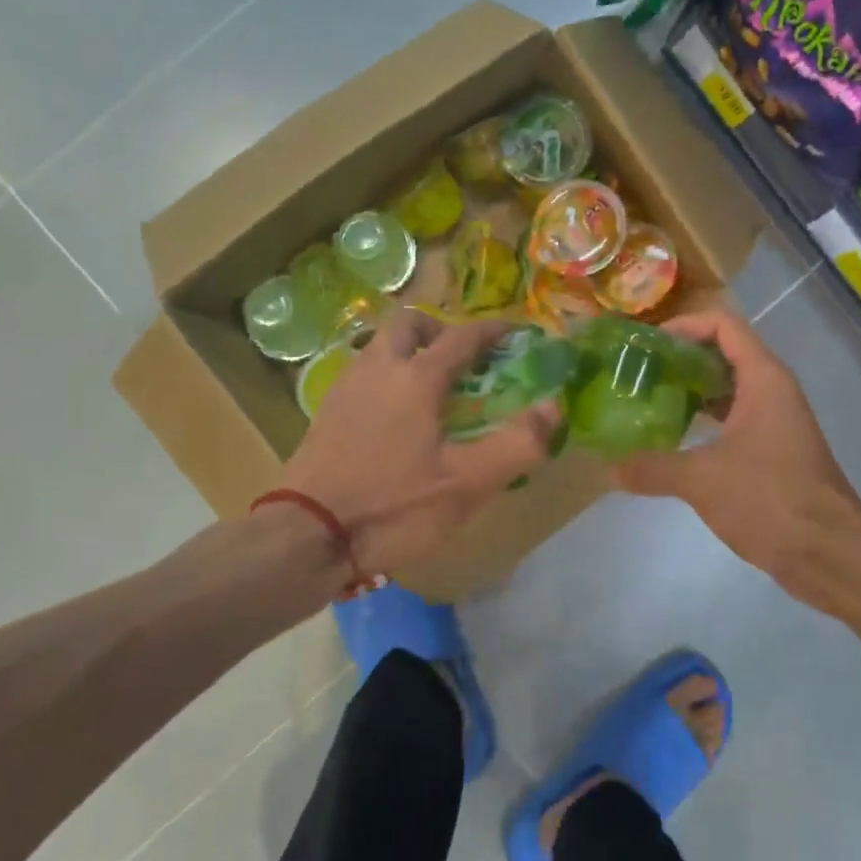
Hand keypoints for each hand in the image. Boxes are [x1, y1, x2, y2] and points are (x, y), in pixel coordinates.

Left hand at [280, 311, 561, 575]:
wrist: (306, 537)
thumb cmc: (393, 508)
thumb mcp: (466, 484)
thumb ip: (516, 444)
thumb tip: (554, 407)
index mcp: (415, 378)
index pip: (461, 337)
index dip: (493, 331)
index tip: (516, 333)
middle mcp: (377, 369)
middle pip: (408, 323)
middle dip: (440, 330)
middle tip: (462, 360)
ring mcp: (346, 388)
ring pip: (380, 347)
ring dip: (410, 351)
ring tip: (433, 389)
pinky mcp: (326, 413)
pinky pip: (364, 374)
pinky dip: (387, 376)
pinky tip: (397, 418)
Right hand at [614, 307, 860, 589]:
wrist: (829, 551)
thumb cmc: (769, 498)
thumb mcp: (701, 479)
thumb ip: (652, 467)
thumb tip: (609, 468)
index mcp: (763, 379)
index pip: (723, 325)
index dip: (684, 326)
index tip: (647, 345)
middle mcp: (773, 390)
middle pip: (724, 353)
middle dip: (682, 359)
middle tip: (640, 374)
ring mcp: (776, 421)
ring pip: (729, 389)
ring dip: (692, 392)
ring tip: (648, 402)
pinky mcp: (775, 451)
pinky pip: (734, 420)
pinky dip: (705, 421)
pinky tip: (674, 440)